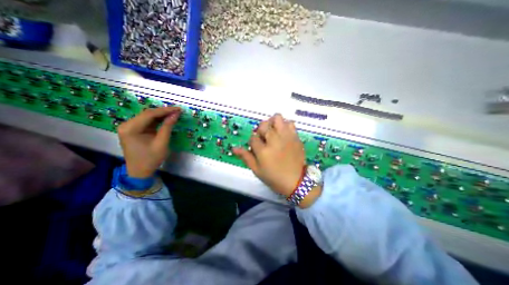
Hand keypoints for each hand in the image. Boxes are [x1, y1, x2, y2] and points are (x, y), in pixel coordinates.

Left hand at [118, 107, 181, 177]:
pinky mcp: (134, 130)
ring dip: (161, 115)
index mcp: (130, 128)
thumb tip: (176, 114)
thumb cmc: (151, 159)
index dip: (165, 110)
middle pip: (147, 114)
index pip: (149, 114)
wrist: (140, 171)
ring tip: (175, 114)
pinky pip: (147, 122)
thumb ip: (167, 127)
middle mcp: (127, 125)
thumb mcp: (161, 142)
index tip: (178, 109)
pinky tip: (166, 119)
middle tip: (178, 111)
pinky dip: (158, 120)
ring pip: (148, 117)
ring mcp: (129, 127)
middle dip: (164, 112)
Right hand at [233, 114, 303, 195]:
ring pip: (278, 118)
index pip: (253, 138)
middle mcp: (274, 140)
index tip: (256, 147)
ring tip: (274, 132)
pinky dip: (285, 126)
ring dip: (273, 123)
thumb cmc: (274, 177)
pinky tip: (284, 134)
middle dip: (261, 130)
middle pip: (264, 125)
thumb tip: (234, 148)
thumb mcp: (257, 170)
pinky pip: (290, 123)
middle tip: (264, 138)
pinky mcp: (295, 137)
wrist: (296, 181)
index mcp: (263, 150)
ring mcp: (286, 137)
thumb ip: (246, 157)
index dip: (253, 142)